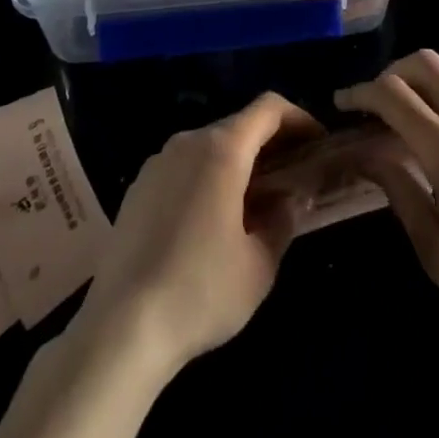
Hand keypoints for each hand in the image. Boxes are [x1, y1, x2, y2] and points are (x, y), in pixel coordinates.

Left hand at [74, 93, 321, 380]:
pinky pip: (183, 168)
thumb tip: (291, 200)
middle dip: (270, 144)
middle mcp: (188, 142)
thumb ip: (283, 221)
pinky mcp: (137, 188)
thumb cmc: (200, 291)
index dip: (299, 118)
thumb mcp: (259, 265)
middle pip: (239, 125)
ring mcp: (157, 163)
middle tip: (292, 178)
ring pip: (210, 147)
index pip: (268, 108)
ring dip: (238, 163)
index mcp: (222, 149)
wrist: (120, 329)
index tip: (318, 143)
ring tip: (254, 203)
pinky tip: (210, 223)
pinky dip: (207, 178)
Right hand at [335, 50, 438, 355]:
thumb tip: (368, 155)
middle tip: (378, 100)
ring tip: (417, 110)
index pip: (392, 95)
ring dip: (429, 80)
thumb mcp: (435, 249)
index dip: (361, 92)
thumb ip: (399, 191)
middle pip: (426, 64)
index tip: (344, 102)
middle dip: (393, 72)